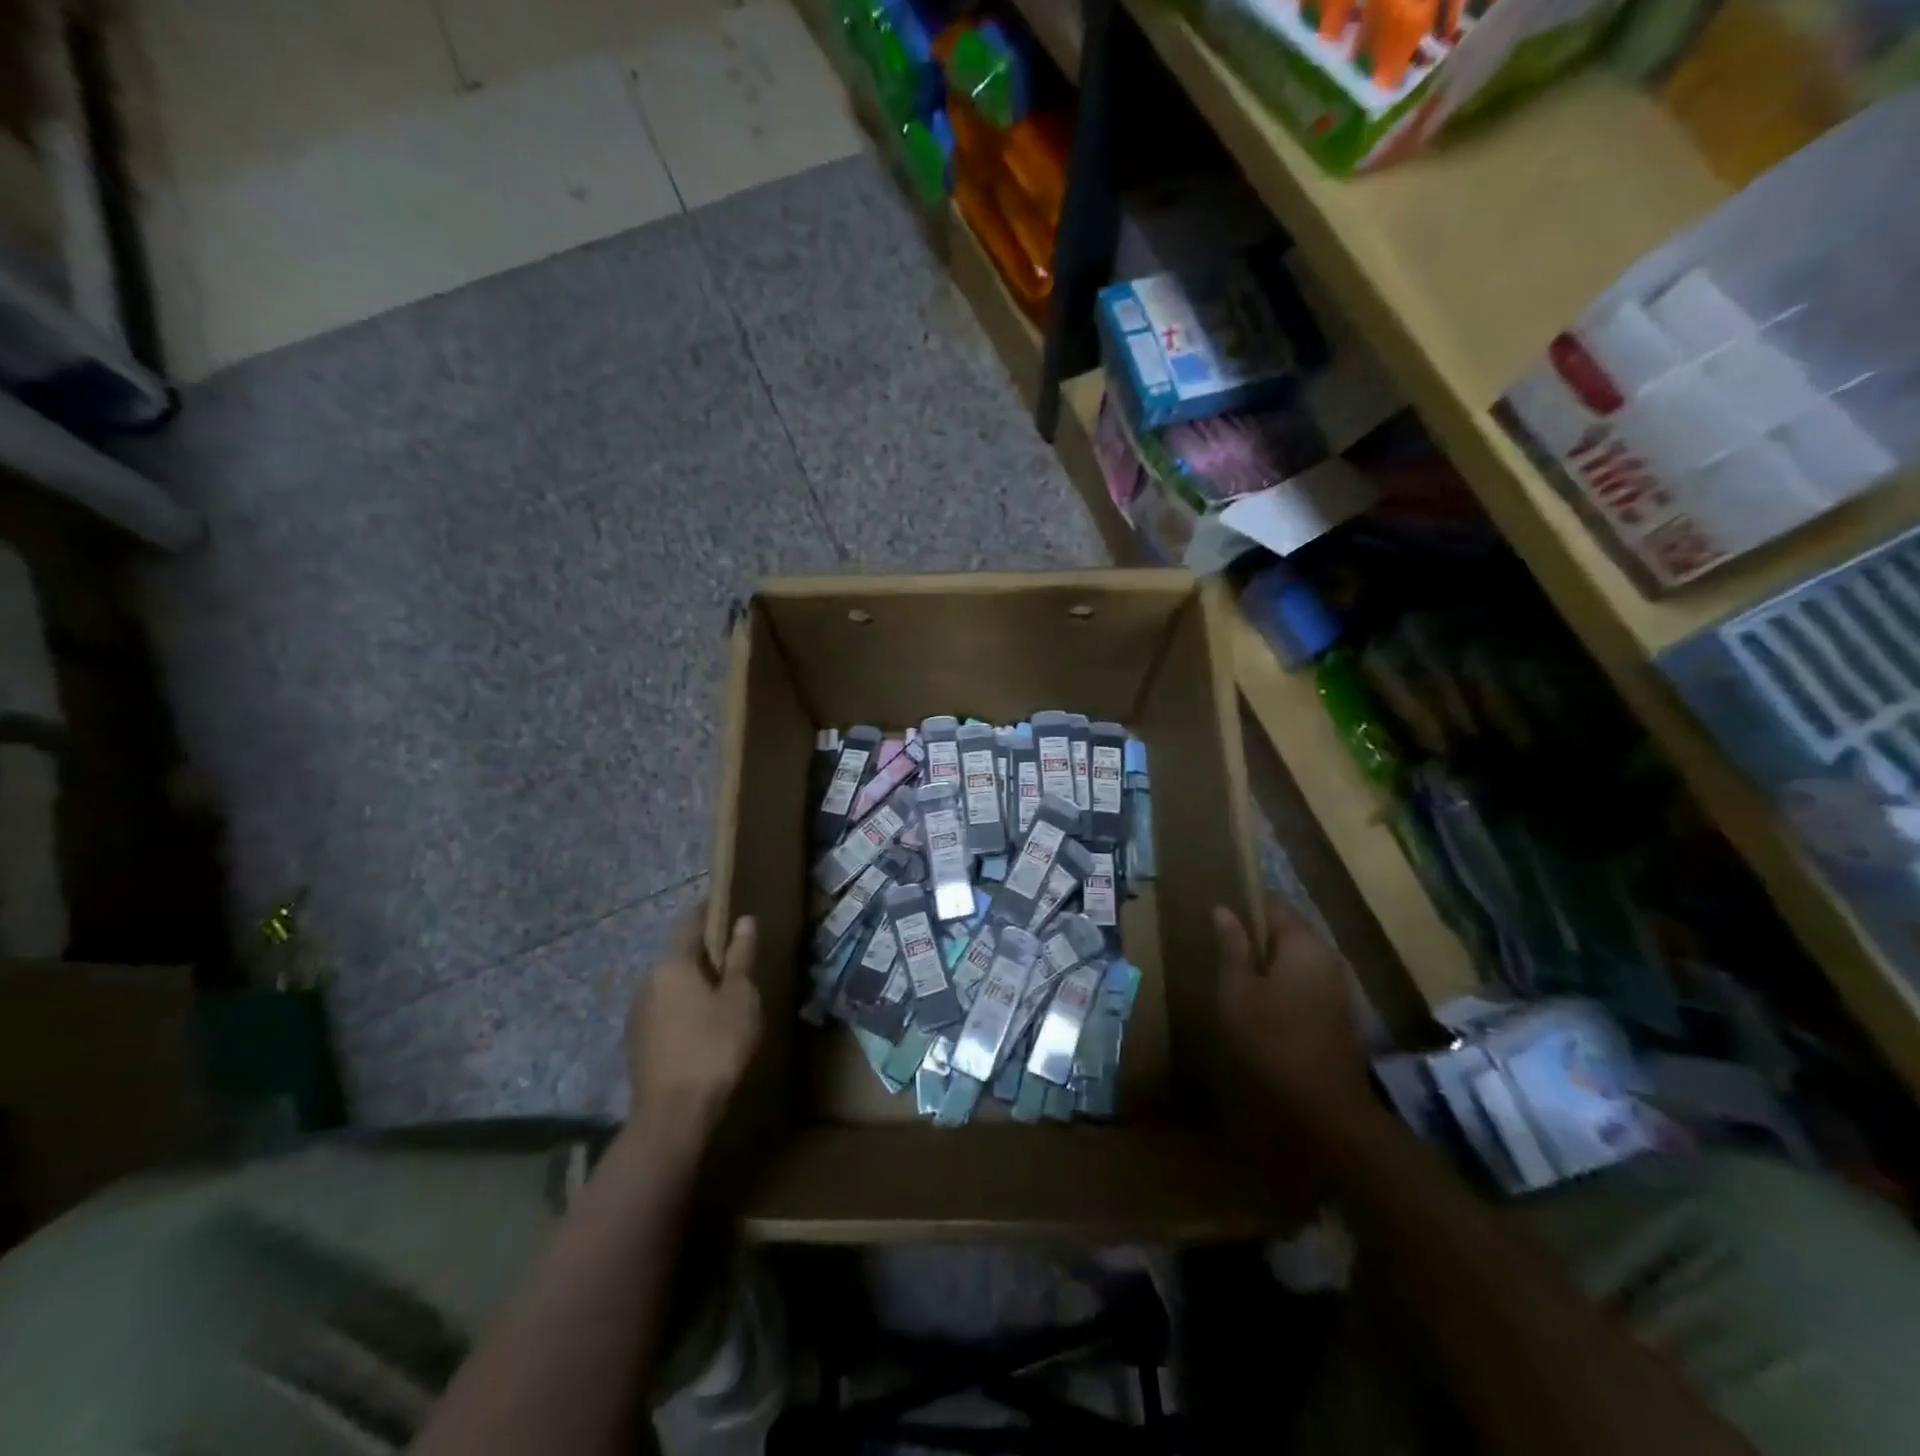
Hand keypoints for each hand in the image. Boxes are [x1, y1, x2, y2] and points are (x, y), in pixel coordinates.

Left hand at [625, 905, 762, 1142]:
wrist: (672, 1115)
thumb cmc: (714, 1046)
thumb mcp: (739, 998)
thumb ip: (741, 957)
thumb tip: (744, 921)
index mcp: (673, 963)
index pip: (691, 922)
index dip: (712, 911)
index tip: (731, 907)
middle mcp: (648, 980)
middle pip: (680, 954)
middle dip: (706, 952)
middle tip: (738, 957)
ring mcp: (638, 1012)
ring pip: (672, 984)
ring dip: (695, 982)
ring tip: (724, 993)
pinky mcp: (638, 1041)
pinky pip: (665, 1009)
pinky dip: (685, 1007)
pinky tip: (704, 1025)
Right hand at [1214, 893, 1369, 1130]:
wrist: (1326, 1105)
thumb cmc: (1272, 1039)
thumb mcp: (1238, 991)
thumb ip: (1232, 946)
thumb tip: (1223, 908)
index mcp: (1303, 942)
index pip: (1274, 902)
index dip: (1245, 901)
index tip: (1219, 910)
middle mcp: (1327, 954)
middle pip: (1288, 928)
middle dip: (1257, 933)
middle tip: (1222, 944)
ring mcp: (1339, 983)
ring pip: (1298, 956)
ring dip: (1271, 959)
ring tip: (1239, 973)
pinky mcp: (1341, 1010)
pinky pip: (1308, 979)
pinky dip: (1286, 980)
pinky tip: (1265, 1001)